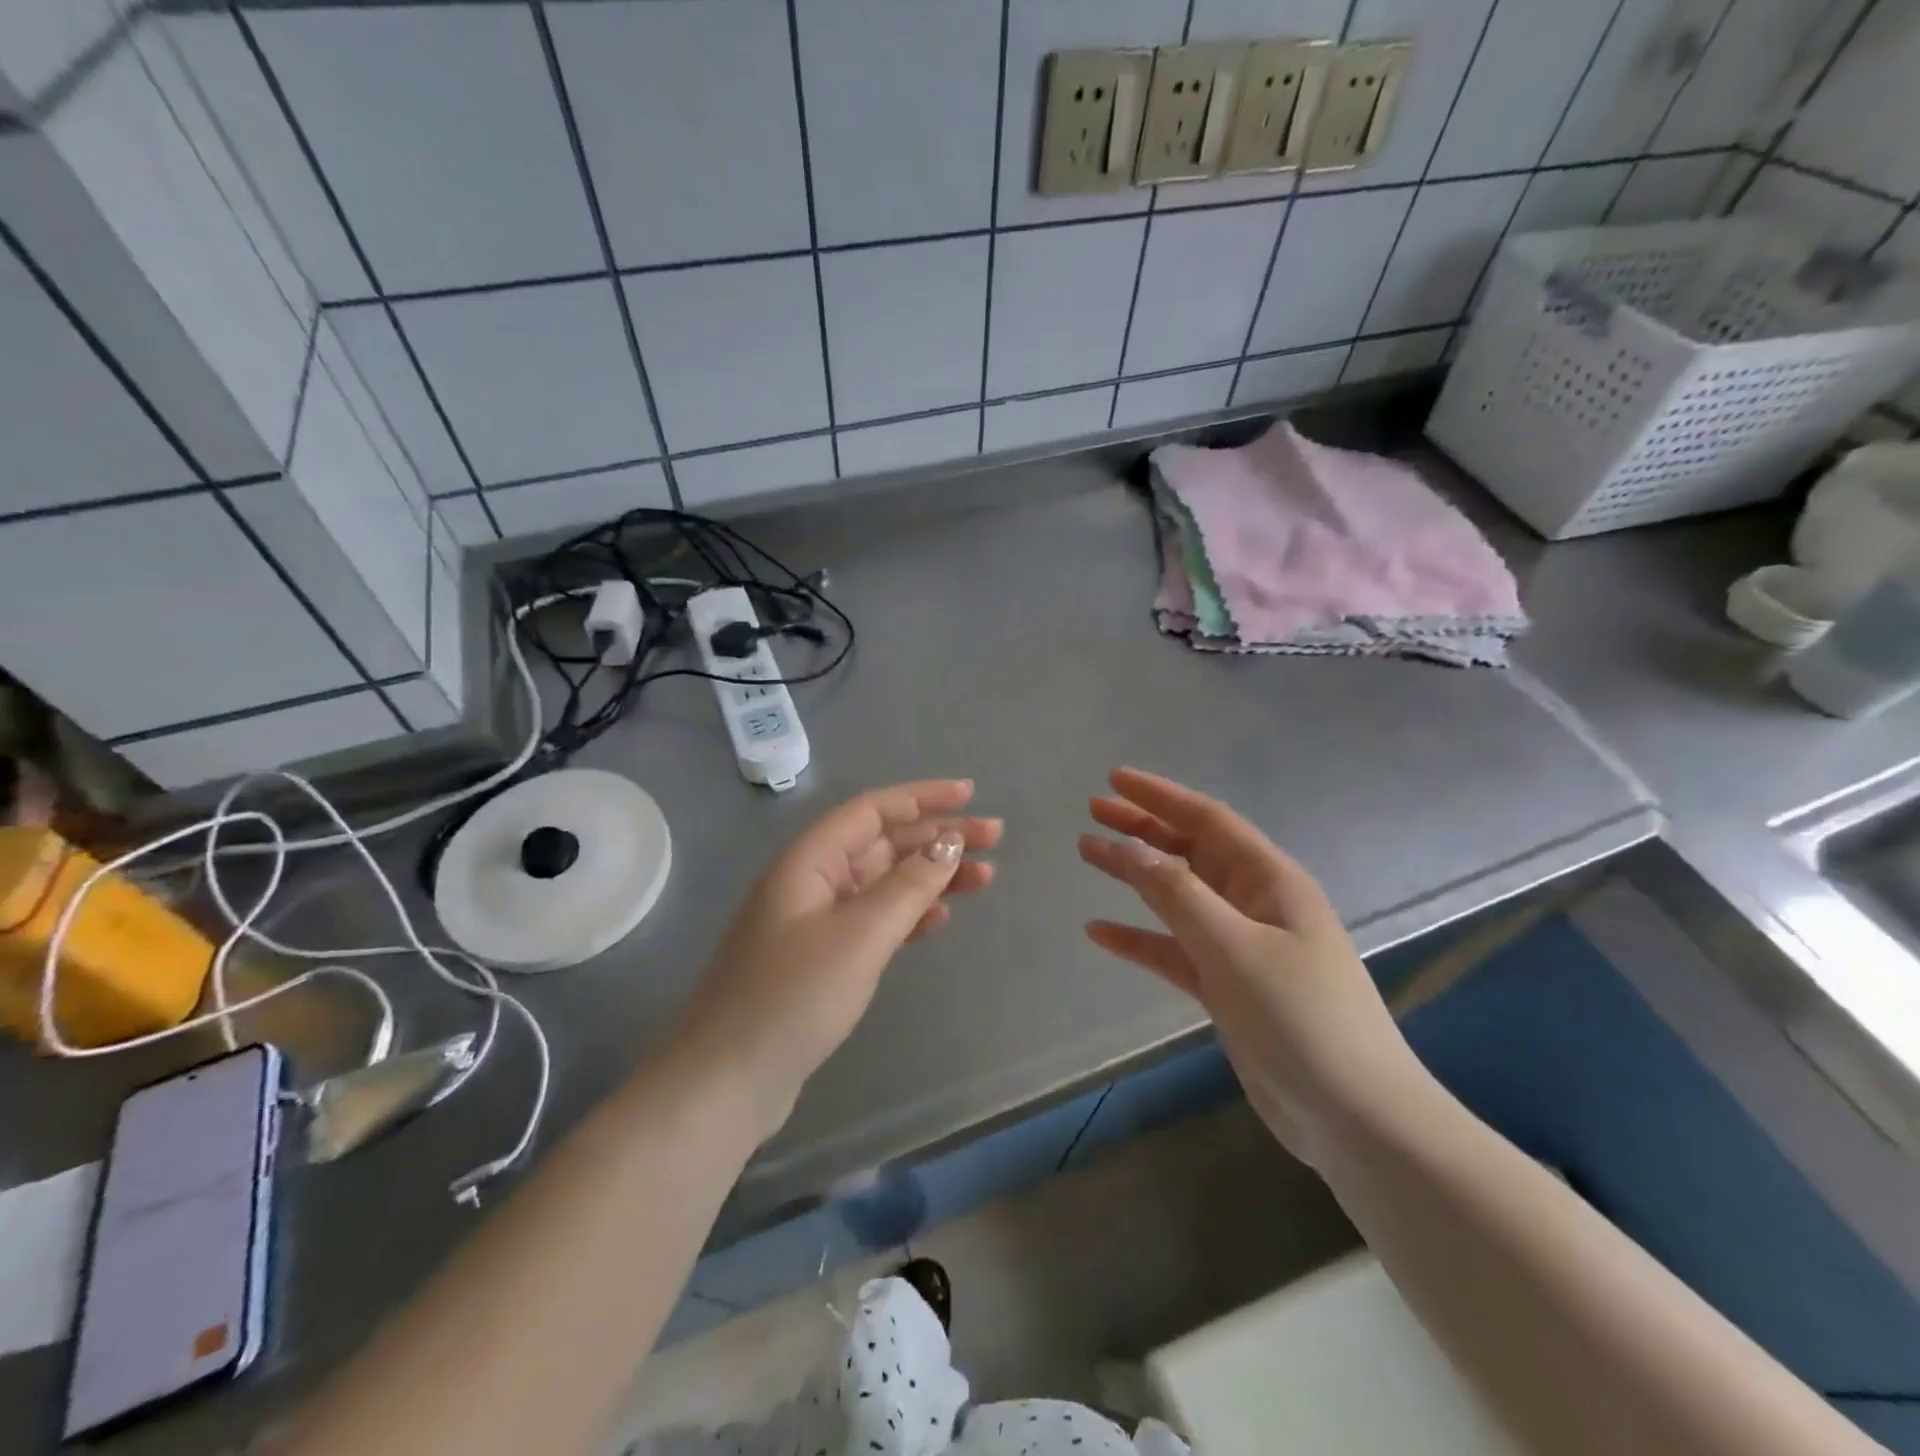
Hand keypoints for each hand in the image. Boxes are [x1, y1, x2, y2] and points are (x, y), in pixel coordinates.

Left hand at [675, 780, 1000, 1139]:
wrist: (728, 1080)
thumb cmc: (793, 996)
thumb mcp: (860, 935)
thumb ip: (908, 886)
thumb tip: (949, 844)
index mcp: (810, 860)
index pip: (873, 809)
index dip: (923, 797)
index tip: (971, 795)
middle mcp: (811, 879)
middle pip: (883, 842)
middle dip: (937, 837)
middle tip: (995, 839)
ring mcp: (815, 919)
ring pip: (883, 881)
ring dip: (930, 875)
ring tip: (984, 877)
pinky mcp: (821, 956)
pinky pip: (874, 918)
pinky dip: (909, 912)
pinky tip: (940, 916)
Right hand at [1078, 767, 1424, 1163]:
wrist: (1354, 1119)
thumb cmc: (1301, 1019)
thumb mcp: (1235, 948)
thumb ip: (1178, 894)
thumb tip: (1130, 845)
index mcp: (1271, 881)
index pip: (1208, 820)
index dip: (1160, 795)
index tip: (1114, 779)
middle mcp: (1256, 904)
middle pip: (1190, 851)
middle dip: (1143, 828)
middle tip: (1093, 811)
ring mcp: (1242, 946)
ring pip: (1177, 896)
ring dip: (1135, 876)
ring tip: (1089, 854)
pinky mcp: (1229, 987)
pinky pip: (1174, 949)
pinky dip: (1139, 938)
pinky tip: (1100, 932)